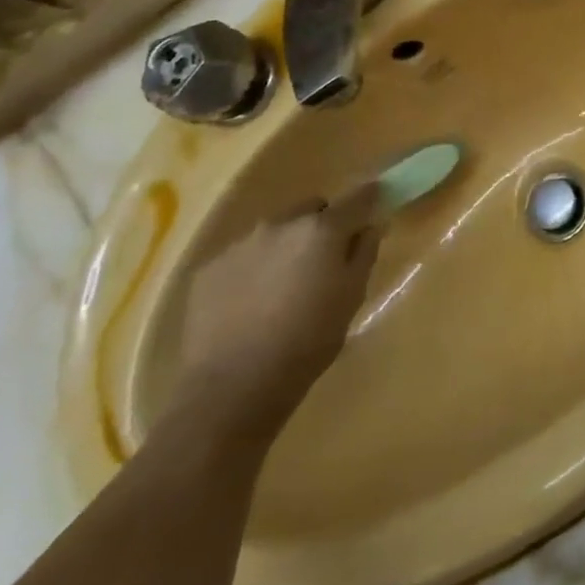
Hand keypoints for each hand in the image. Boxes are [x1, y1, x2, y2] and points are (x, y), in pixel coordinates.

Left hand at [168, 187, 379, 444]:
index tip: (376, 206)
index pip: (358, 197)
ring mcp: (240, 245)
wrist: (232, 387)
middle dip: (322, 225)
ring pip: (275, 231)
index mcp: (322, 230)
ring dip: (286, 246)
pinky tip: (252, 303)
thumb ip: (364, 253)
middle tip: (325, 260)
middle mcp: (281, 224)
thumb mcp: (352, 297)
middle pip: (312, 209)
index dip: (370, 199)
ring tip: (284, 285)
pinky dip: (254, 268)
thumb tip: (370, 227)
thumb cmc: (308, 342)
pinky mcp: (208, 269)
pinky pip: (243, 255)